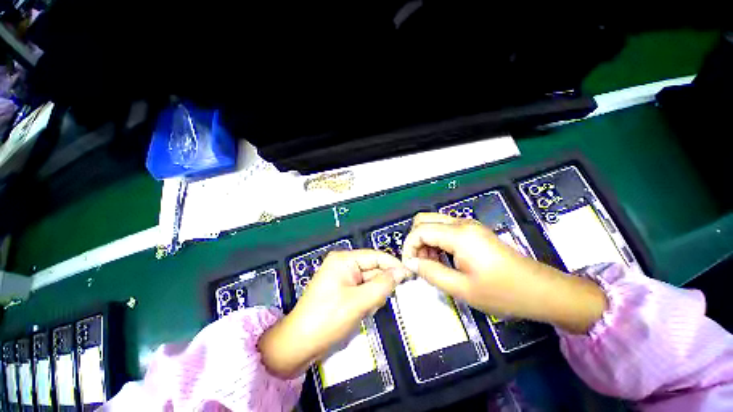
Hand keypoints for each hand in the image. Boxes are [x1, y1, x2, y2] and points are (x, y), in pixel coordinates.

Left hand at [259, 249, 409, 377]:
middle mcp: (343, 265)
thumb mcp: (359, 302)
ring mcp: (341, 278)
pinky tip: (359, 313)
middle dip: (379, 287)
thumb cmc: (327, 319)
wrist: (298, 345)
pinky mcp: (341, 291)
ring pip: (369, 283)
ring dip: (372, 297)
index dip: (393, 265)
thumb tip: (401, 272)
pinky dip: (366, 302)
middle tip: (379, 303)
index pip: (375, 257)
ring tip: (364, 311)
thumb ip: (382, 285)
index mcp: (344, 260)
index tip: (410, 275)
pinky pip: (362, 291)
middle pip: (372, 270)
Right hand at [401, 213, 606, 333]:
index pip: (419, 231)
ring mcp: (468, 225)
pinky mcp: (473, 231)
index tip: (409, 266)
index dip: (408, 247)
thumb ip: (430, 272)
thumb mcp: (461, 288)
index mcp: (458, 235)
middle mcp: (461, 223)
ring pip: (433, 223)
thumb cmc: (503, 292)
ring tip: (432, 264)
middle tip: (421, 263)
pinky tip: (443, 259)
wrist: (541, 290)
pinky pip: (444, 228)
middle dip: (415, 240)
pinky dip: (436, 240)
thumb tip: (410, 263)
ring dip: (425, 241)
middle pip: (423, 220)